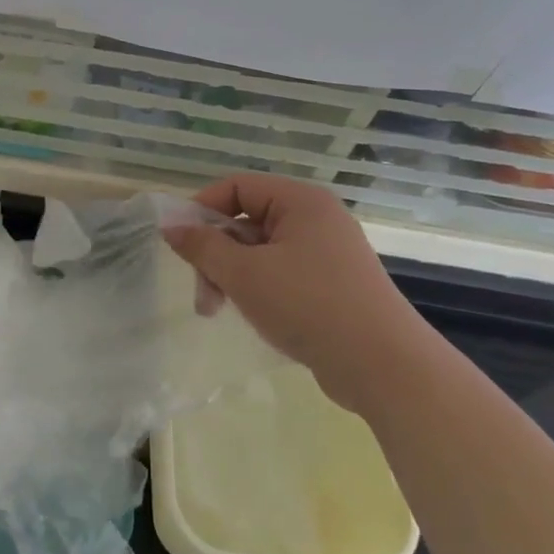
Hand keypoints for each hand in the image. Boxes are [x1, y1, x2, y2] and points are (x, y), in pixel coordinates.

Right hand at [163, 174, 409, 398]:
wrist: (383, 366)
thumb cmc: (308, 305)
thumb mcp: (244, 274)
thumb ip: (202, 246)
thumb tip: (170, 226)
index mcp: (300, 201)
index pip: (237, 187)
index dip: (202, 209)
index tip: (179, 244)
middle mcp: (316, 219)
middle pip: (247, 220)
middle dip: (216, 253)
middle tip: (202, 292)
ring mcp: (327, 253)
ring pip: (261, 251)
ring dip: (232, 275)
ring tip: (218, 310)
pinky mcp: (332, 285)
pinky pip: (282, 273)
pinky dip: (258, 289)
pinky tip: (253, 316)